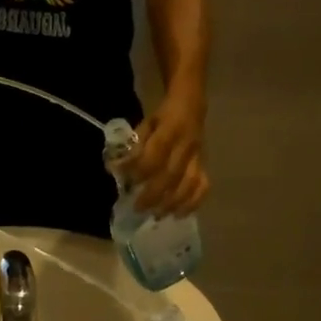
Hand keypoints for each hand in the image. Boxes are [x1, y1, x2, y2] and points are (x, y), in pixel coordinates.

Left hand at [131, 90, 208, 215]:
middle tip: (138, 208)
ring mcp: (198, 157)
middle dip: (153, 195)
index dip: (140, 170)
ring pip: (188, 184)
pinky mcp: (204, 165)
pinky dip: (192, 203)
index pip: (155, 154)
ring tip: (157, 215)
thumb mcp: (145, 123)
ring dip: (172, 203)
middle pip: (171, 175)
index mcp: (171, 129)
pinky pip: (203, 186)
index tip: (126, 182)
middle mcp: (187, 145)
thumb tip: (115, 169)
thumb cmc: (162, 117)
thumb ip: (134, 145)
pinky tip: (179, 214)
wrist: (191, 105)